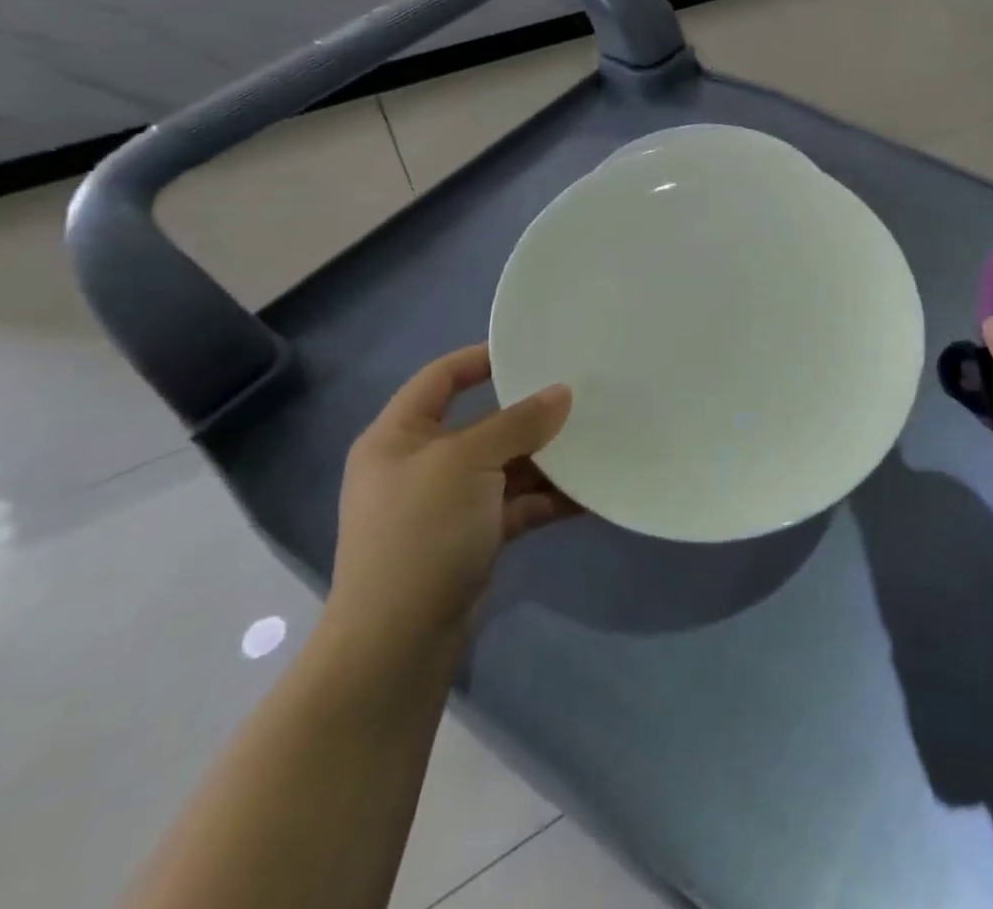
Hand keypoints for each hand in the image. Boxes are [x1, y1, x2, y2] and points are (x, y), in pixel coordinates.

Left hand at [327, 346, 578, 658]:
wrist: (397, 643)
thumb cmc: (421, 533)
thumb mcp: (468, 463)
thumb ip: (518, 423)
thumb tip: (562, 392)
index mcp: (399, 437)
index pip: (440, 378)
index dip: (481, 358)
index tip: (531, 348)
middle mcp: (420, 465)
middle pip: (481, 423)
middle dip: (529, 413)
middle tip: (579, 393)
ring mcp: (446, 505)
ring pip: (504, 466)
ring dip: (546, 459)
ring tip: (595, 440)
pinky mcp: (471, 538)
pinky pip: (515, 505)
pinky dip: (547, 499)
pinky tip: (588, 493)